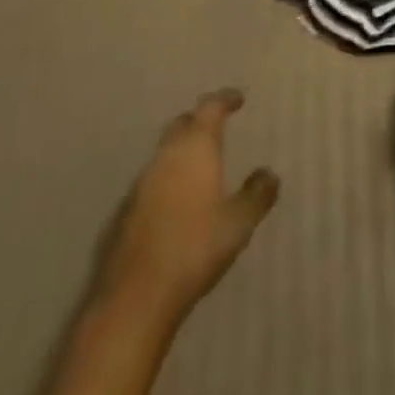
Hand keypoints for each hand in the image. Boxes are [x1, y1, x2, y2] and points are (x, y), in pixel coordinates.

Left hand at [92, 90, 279, 325]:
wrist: (135, 296)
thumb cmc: (195, 247)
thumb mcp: (239, 222)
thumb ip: (257, 194)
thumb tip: (269, 173)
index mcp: (196, 147)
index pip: (210, 107)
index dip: (225, 99)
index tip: (238, 98)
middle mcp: (167, 155)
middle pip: (183, 124)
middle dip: (200, 121)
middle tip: (217, 126)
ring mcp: (142, 182)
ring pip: (166, 152)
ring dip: (182, 150)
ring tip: (200, 163)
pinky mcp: (125, 210)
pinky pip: (152, 180)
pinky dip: (168, 178)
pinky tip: (177, 200)